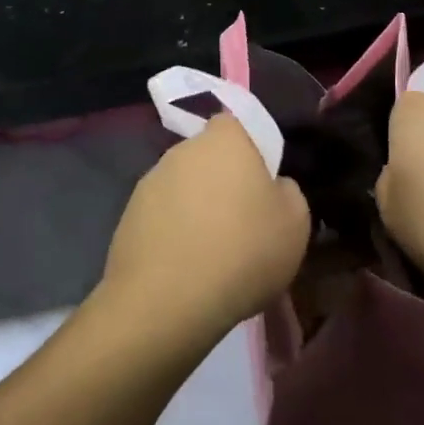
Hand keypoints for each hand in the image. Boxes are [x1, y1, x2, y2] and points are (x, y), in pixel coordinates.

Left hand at [100, 115, 308, 344]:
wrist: (166, 300)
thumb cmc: (242, 251)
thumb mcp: (296, 223)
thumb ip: (288, 192)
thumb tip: (273, 187)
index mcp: (225, 139)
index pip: (238, 124)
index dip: (252, 150)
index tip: (263, 185)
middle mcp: (182, 150)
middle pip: (209, 157)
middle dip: (223, 180)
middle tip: (243, 221)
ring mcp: (150, 182)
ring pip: (184, 188)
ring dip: (197, 209)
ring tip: (214, 253)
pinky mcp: (128, 216)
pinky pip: (162, 217)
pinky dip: (174, 234)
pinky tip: (186, 267)